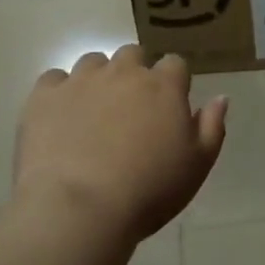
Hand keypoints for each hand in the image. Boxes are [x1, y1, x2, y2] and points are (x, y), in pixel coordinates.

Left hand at [14, 45, 227, 245]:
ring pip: (93, 62)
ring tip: (93, 114)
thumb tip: (220, 98)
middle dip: (134, 73)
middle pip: (133, 55)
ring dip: (98, 79)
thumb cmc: (148, 191)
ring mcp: (81, 80)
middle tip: (130, 110)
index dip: (173, 82)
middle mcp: (123, 72)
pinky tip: (60, 119)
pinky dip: (59, 93)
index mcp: (163, 86)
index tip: (168, 108)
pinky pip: (54, 79)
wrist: (79, 209)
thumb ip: (212, 127)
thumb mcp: (196, 166)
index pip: (175, 64)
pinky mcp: (44, 96)